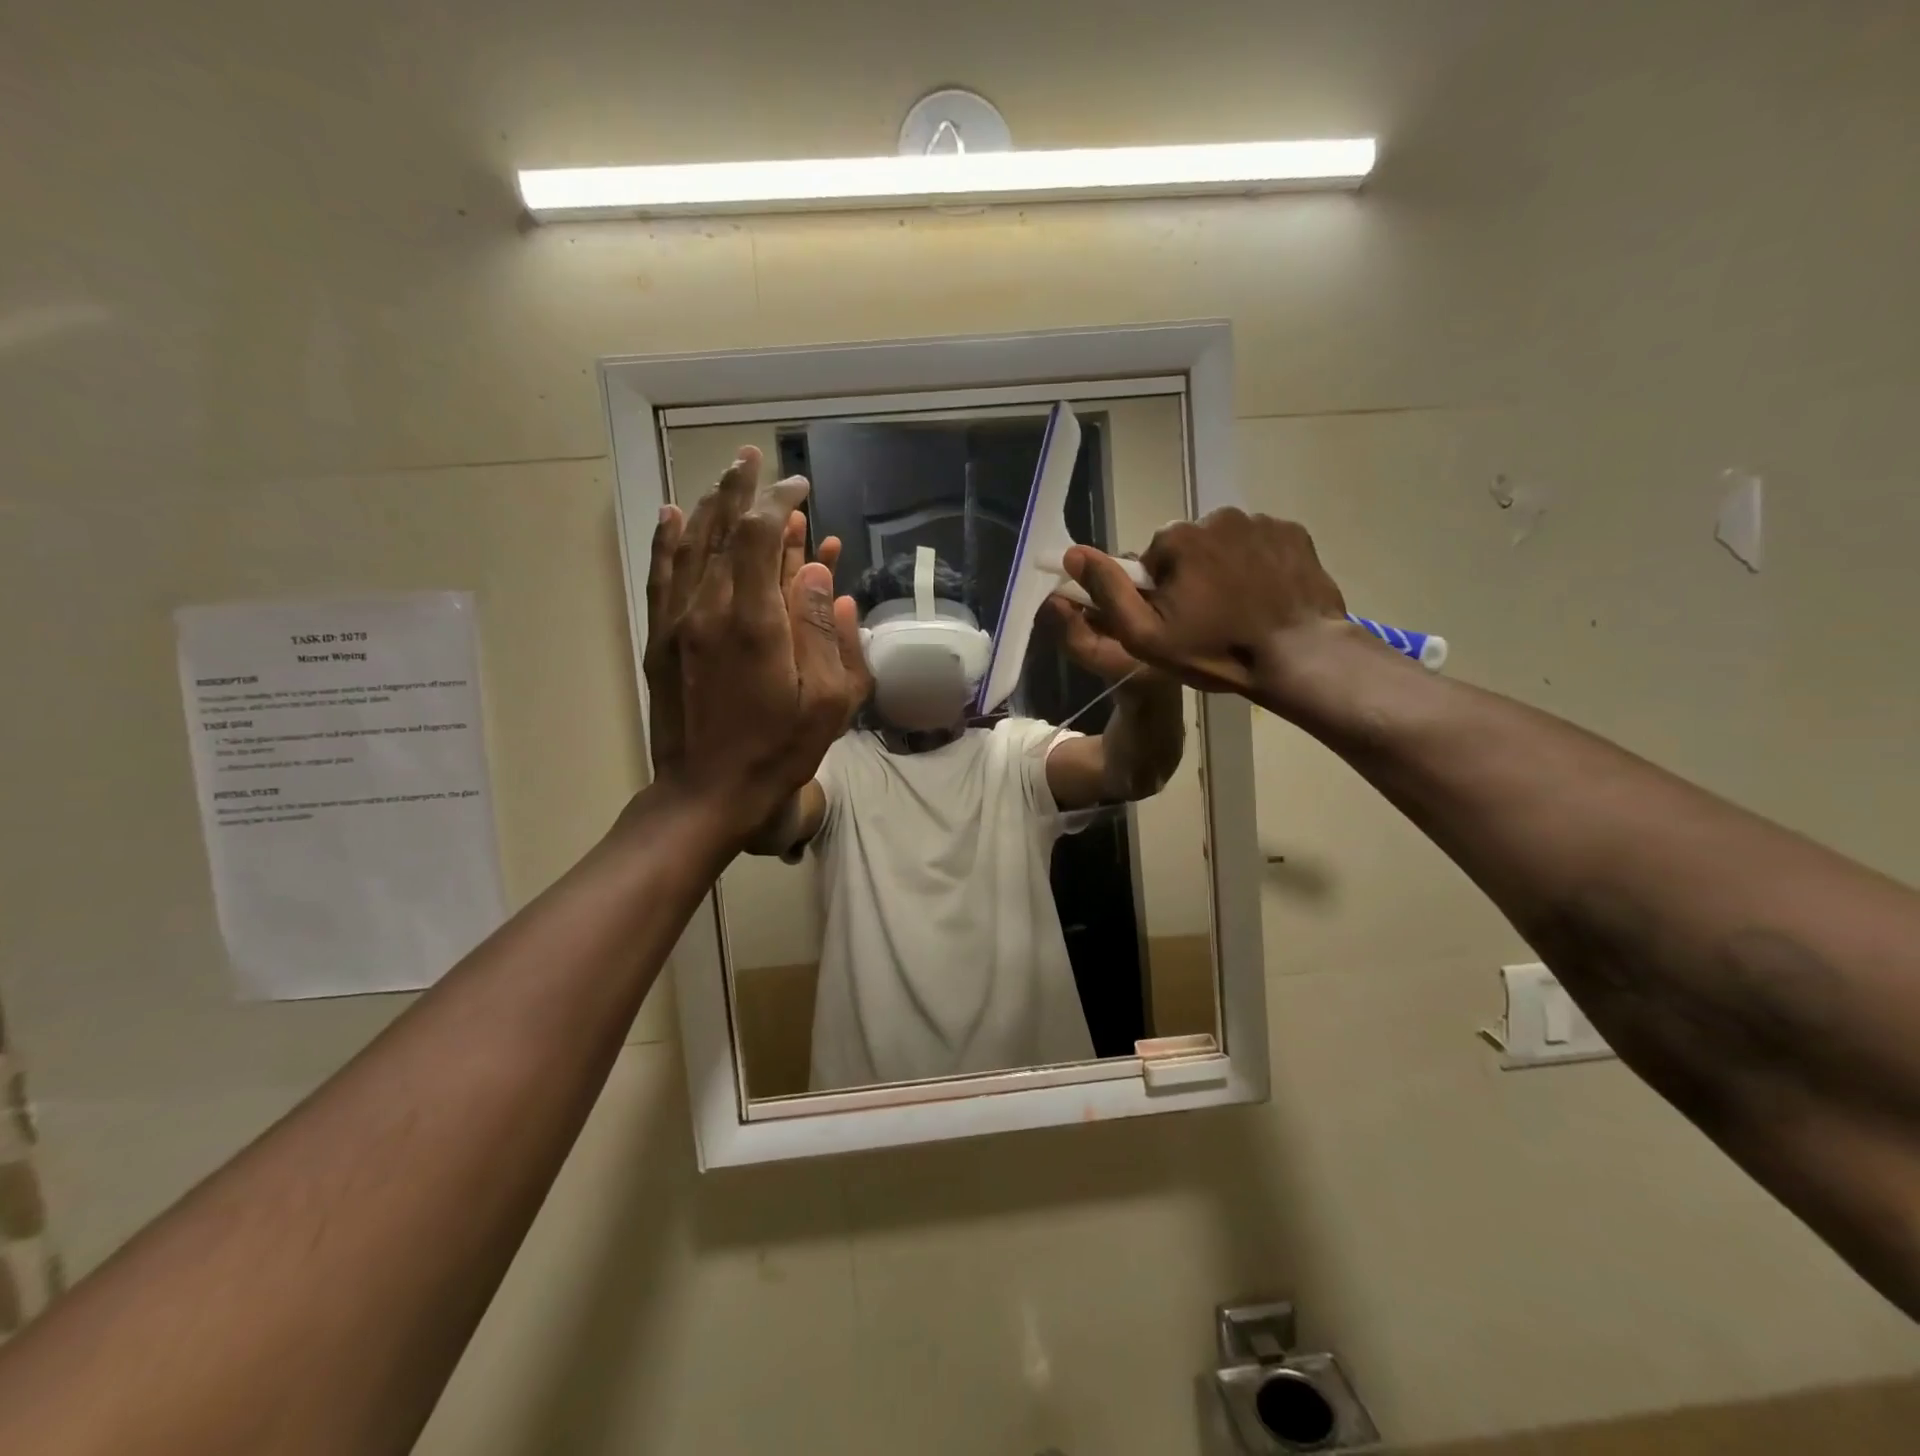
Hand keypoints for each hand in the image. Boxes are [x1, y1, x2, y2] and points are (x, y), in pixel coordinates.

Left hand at [643, 446, 858, 838]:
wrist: (706, 793)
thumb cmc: (778, 751)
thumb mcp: (828, 701)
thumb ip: (827, 632)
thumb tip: (822, 573)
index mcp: (754, 621)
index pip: (763, 535)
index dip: (781, 502)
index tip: (800, 488)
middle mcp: (709, 608)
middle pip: (722, 529)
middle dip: (741, 488)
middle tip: (754, 456)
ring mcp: (677, 621)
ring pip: (689, 544)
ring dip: (708, 504)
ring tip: (723, 475)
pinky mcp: (659, 638)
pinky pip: (661, 574)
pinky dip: (667, 538)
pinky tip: (669, 513)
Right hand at [1061, 509, 1353, 708]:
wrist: (1300, 657)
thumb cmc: (1216, 651)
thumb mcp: (1145, 635)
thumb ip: (1107, 592)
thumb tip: (1073, 554)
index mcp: (1177, 538)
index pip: (1153, 557)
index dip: (1159, 591)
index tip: (1176, 620)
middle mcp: (1217, 517)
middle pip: (1190, 547)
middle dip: (1192, 575)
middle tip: (1209, 618)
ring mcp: (1261, 522)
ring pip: (1226, 544)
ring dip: (1225, 569)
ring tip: (1240, 609)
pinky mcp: (1294, 533)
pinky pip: (1261, 544)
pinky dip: (1259, 565)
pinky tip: (1266, 597)